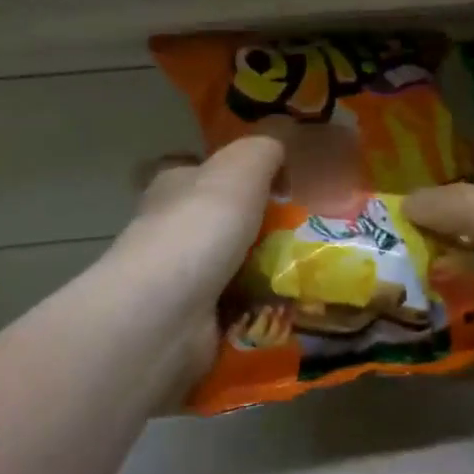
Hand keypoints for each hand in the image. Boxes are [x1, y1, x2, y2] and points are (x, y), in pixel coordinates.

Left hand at [110, 137, 283, 386]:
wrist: (167, 312)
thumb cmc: (201, 226)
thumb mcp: (243, 165)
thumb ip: (264, 151)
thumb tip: (278, 159)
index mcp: (172, 186)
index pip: (198, 171)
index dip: (230, 175)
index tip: (272, 188)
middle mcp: (169, 229)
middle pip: (219, 221)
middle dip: (257, 228)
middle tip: (303, 234)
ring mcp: (178, 279)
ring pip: (231, 267)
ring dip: (265, 272)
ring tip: (306, 271)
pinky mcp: (192, 322)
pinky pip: (237, 310)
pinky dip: (260, 309)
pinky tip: (290, 306)